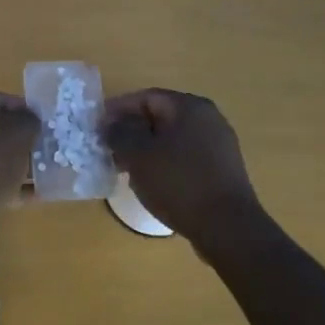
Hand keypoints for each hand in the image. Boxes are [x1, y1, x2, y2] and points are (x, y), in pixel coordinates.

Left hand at [0, 91, 39, 208]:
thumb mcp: (20, 132)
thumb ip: (30, 120)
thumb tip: (29, 121)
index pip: (3, 100)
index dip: (27, 113)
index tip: (45, 129)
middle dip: (20, 141)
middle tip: (43, 153)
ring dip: (13, 164)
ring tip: (40, 177)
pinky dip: (3, 183)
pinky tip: (27, 196)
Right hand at [103, 89, 260, 239]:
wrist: (227, 227)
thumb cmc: (179, 183)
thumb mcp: (138, 155)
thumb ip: (119, 134)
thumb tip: (111, 124)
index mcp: (189, 106)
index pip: (146, 97)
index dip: (118, 109)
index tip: (97, 127)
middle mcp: (208, 118)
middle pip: (160, 116)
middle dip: (131, 130)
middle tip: (108, 148)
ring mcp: (219, 144)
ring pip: (172, 138)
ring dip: (146, 148)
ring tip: (125, 167)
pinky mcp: (222, 169)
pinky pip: (185, 156)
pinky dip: (164, 162)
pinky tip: (151, 181)